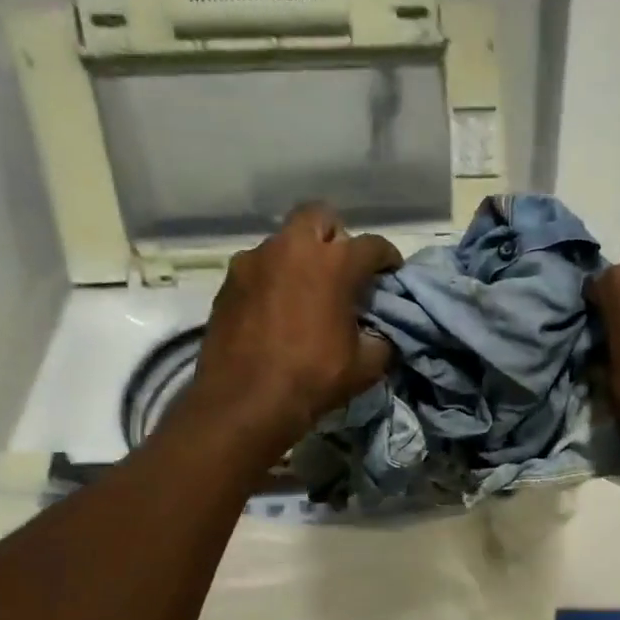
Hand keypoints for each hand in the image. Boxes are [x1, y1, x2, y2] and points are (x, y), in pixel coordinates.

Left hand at [168, 203, 401, 461]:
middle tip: (342, 267)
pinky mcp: (228, 282)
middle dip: (336, 236)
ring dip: (300, 257)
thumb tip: (378, 334)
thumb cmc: (313, 378)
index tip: (390, 272)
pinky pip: (259, 267)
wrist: (244, 402)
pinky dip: (273, 279)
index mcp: (334, 263)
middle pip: (320, 217)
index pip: (372, 245)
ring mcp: (254, 261)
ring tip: (306, 289)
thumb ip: (380, 339)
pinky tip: (277, 308)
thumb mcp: (366, 366)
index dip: (387, 258)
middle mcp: (292, 248)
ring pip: (284, 241)